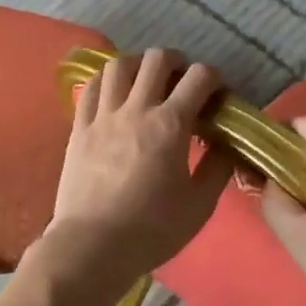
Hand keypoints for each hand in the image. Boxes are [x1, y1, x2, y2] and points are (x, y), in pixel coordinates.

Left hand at [40, 49, 232, 305]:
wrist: (93, 247)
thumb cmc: (152, 229)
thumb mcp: (200, 204)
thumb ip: (218, 167)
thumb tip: (227, 142)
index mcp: (171, 124)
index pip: (199, 77)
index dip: (213, 77)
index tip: (216, 94)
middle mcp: (137, 109)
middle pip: (157, 59)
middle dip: (176, 62)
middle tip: (182, 80)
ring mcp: (103, 116)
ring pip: (119, 65)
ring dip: (138, 65)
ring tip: (146, 80)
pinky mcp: (79, 128)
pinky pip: (90, 87)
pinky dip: (106, 80)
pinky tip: (113, 92)